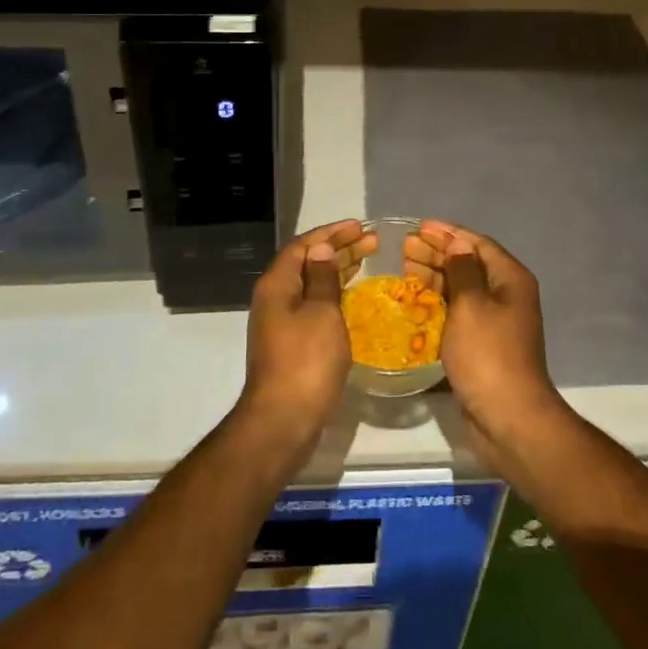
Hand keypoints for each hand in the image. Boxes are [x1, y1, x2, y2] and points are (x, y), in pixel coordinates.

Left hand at [240, 219, 372, 442]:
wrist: (283, 421)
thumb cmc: (305, 361)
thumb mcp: (321, 313)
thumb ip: (323, 279)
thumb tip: (321, 250)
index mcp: (278, 285)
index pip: (304, 246)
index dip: (331, 233)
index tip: (359, 227)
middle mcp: (275, 299)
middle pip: (307, 263)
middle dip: (339, 249)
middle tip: (372, 242)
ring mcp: (282, 323)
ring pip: (312, 285)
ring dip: (338, 271)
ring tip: (367, 261)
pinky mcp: (292, 344)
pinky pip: (315, 306)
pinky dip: (335, 295)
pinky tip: (354, 298)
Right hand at [411, 221, 566, 467]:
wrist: (508, 418)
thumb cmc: (488, 355)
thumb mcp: (471, 305)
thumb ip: (462, 270)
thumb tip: (458, 243)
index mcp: (510, 279)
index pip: (477, 243)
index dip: (447, 233)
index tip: (417, 227)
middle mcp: (506, 295)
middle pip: (468, 264)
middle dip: (437, 253)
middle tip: (403, 249)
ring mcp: (495, 322)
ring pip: (461, 289)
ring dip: (434, 277)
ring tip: (403, 269)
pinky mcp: (482, 344)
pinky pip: (458, 313)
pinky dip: (438, 304)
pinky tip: (414, 302)